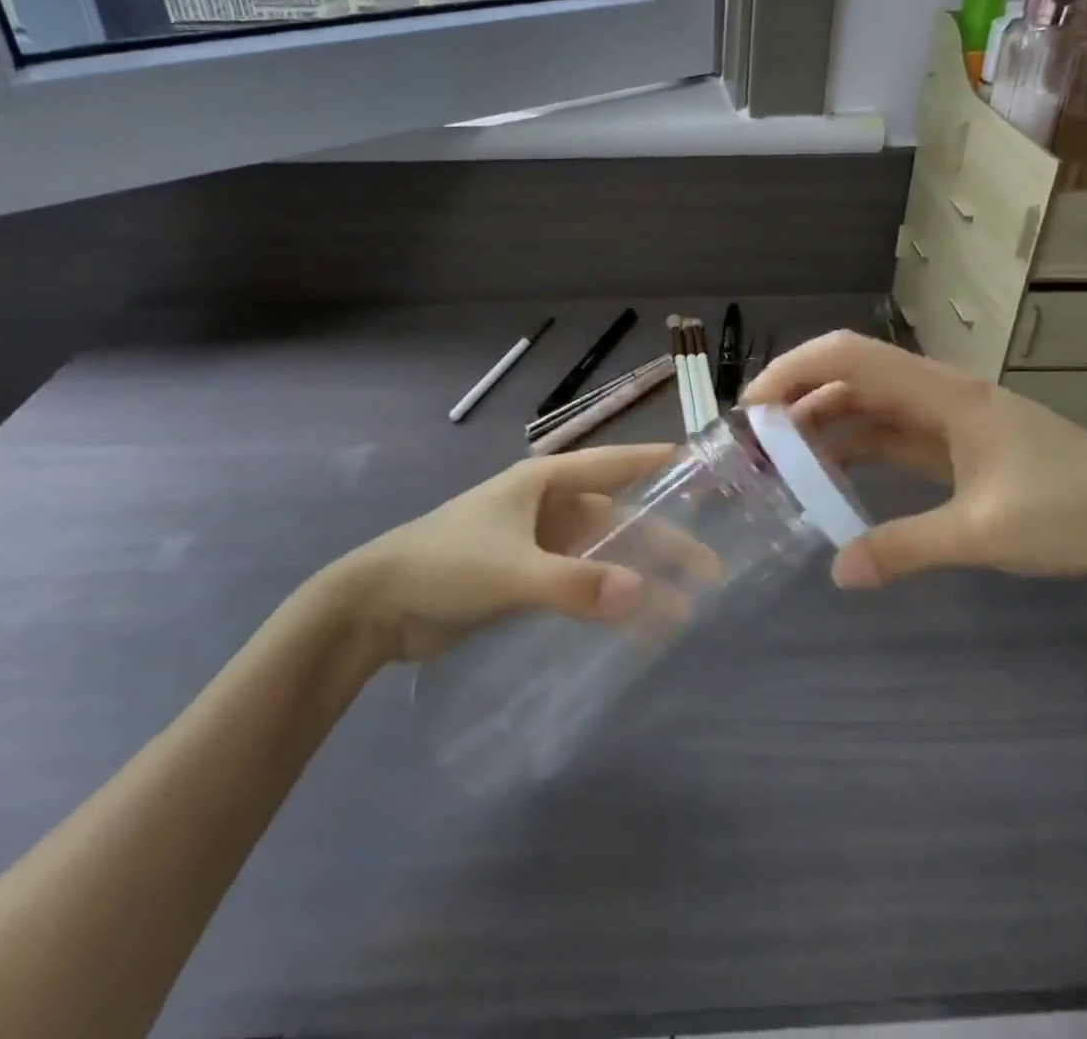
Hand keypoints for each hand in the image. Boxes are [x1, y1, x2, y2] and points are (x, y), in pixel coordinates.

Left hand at [319, 444, 703, 660]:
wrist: (377, 606)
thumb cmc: (446, 565)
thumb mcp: (513, 570)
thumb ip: (576, 585)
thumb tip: (645, 595)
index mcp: (544, 482)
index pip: (613, 463)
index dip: (656, 465)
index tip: (703, 470)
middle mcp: (546, 506)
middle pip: (615, 519)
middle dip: (660, 542)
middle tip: (709, 571)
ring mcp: (535, 543)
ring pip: (600, 555)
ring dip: (635, 577)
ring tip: (680, 611)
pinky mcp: (524, 578)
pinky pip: (578, 583)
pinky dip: (605, 598)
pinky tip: (631, 623)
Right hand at [742, 332, 1086, 589]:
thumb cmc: (1075, 511)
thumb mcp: (984, 533)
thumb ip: (905, 548)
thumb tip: (837, 573)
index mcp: (942, 393)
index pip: (849, 356)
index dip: (793, 371)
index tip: (753, 409)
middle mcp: (938, 393)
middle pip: (850, 374)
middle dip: (797, 398)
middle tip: (755, 441)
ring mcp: (947, 418)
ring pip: (867, 404)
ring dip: (823, 423)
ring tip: (782, 459)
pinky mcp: (956, 444)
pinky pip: (889, 433)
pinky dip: (854, 446)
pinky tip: (833, 476)